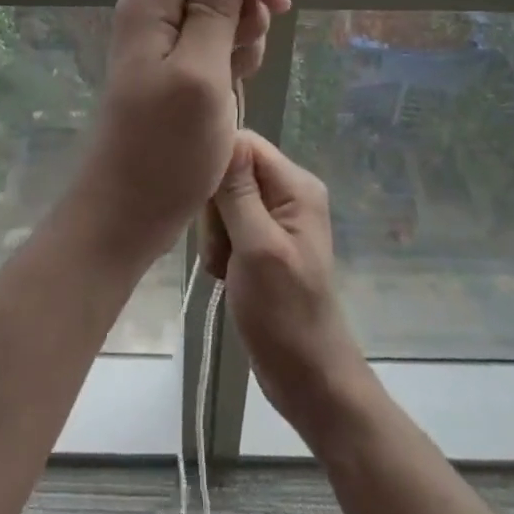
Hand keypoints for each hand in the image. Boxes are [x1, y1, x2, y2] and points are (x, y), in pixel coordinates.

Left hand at [75, 0, 289, 260]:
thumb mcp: (200, 73)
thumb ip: (217, 6)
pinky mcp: (177, 62)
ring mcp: (165, 36)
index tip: (278, 4)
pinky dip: (234, 57)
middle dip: (249, 5)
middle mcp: (156, 8)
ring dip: (244, 35)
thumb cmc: (165, 149)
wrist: (128, 212)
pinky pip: (218, 38)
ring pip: (224, 6)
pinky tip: (229, 89)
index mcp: (153, 0)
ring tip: (232, 79)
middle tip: (244, 55)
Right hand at [202, 131, 368, 439]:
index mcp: (296, 185)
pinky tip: (224, 274)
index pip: (245, 143)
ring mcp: (275, 218)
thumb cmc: (285, 314)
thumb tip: (223, 134)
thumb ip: (238, 192)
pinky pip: (227, 224)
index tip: (206, 203)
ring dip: (214, 233)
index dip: (218, 165)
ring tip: (223, 268)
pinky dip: (219, 247)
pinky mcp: (261, 240)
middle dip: (215, 208)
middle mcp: (288, 192)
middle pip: (231, 171)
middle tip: (221, 250)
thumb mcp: (257, 248)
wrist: (308, 379)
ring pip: (224, 199)